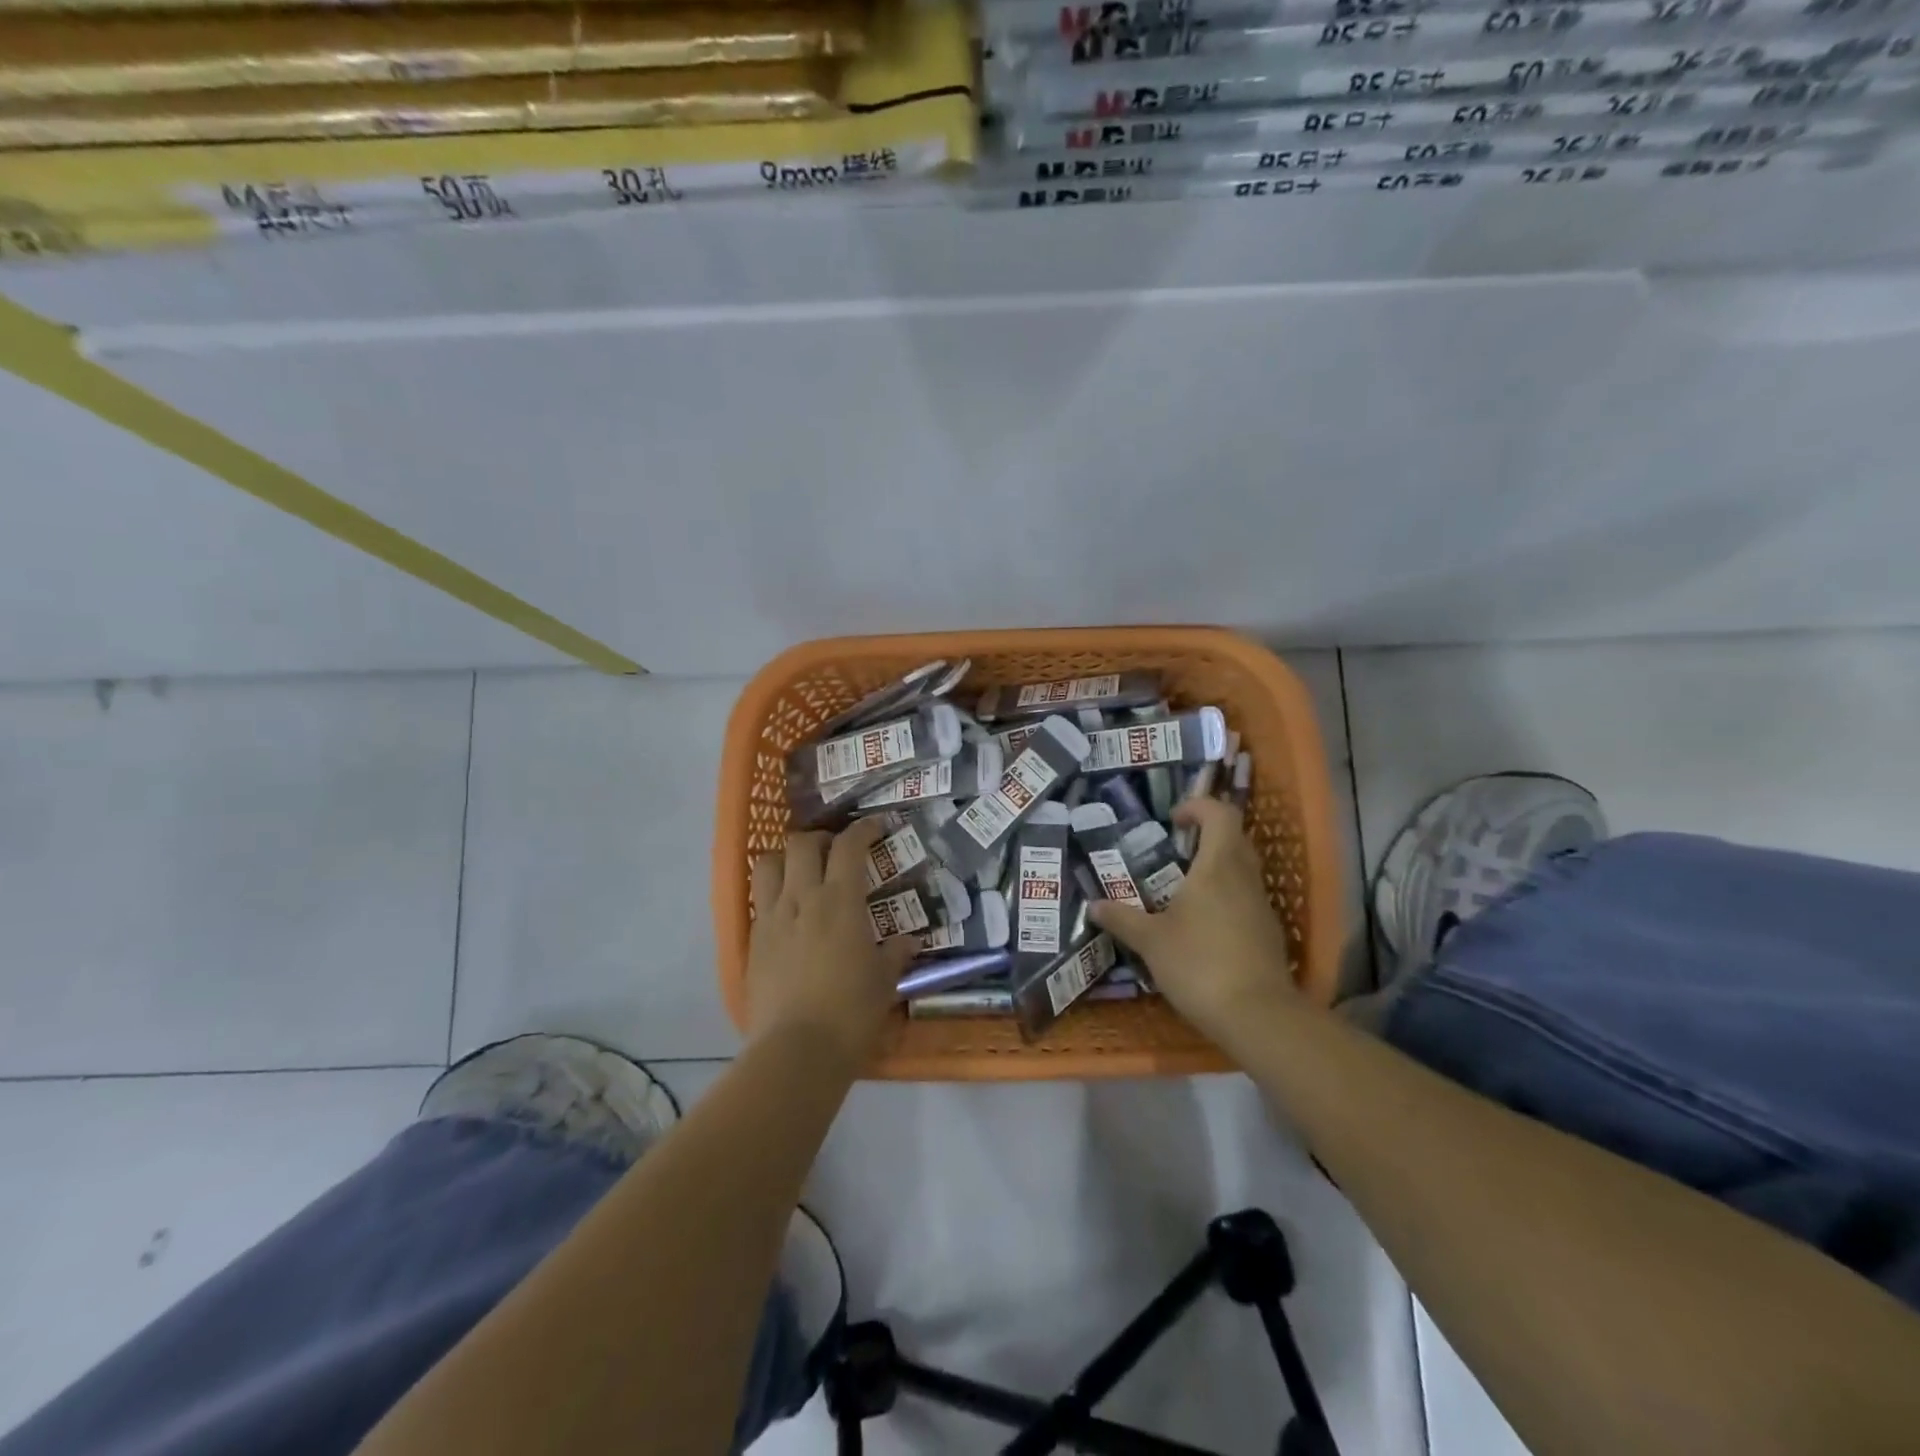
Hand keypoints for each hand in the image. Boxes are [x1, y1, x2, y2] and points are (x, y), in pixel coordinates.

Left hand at [747, 817, 916, 1072]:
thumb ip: (896, 953)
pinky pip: (759, 900)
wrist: (796, 1050)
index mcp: (840, 901)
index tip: (875, 826)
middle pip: (802, 843)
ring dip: (787, 859)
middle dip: (821, 838)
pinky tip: (788, 913)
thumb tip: (909, 941)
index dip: (863, 829)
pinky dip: (774, 893)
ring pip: (768, 864)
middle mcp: (802, 898)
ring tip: (802, 872)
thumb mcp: (884, 981)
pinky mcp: (752, 941)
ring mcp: (772, 918)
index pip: (849, 846)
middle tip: (836, 850)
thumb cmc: (851, 1012)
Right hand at [1088, 797, 1297, 1044]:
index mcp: (1217, 866)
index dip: (1198, 807)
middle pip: (1234, 838)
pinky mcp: (1267, 933)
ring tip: (1180, 890)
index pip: (1220, 814)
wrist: (1257, 1015)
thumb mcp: (1150, 941)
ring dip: (1215, 868)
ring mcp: (1261, 905)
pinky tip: (1201, 926)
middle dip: (1205, 836)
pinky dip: (1224, 898)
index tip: (1172, 821)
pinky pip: (1245, 898)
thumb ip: (1122, 919)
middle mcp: (1244, 877)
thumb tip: (1093, 905)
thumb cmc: (1199, 964)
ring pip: (1242, 869)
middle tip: (1173, 852)